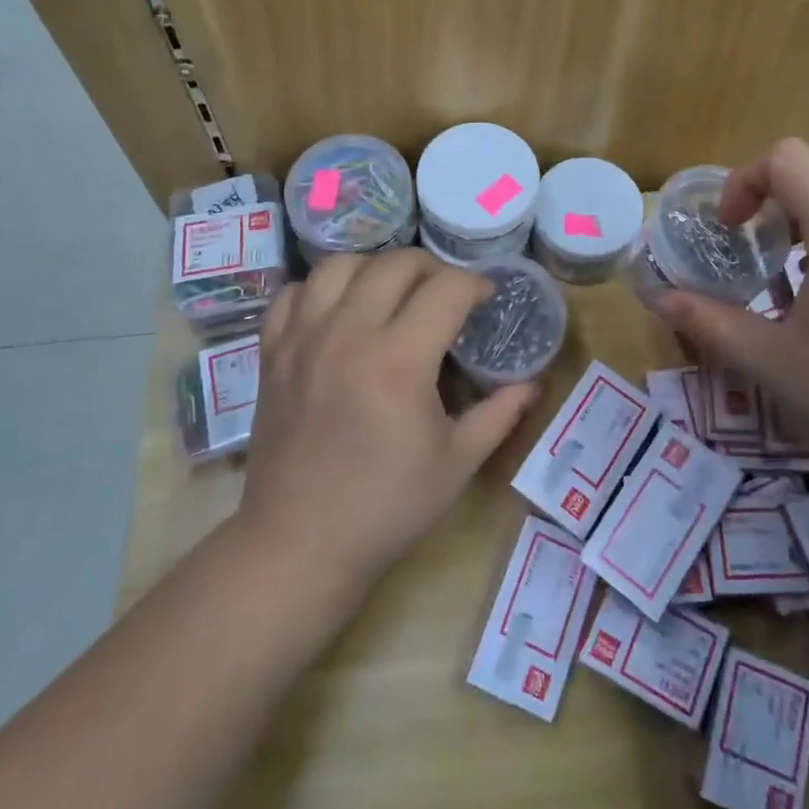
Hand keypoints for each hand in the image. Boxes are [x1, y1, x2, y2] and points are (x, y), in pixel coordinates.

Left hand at [236, 250, 539, 583]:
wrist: (299, 545)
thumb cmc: (387, 507)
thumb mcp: (458, 462)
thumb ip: (500, 413)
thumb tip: (534, 383)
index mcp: (400, 361)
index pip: (447, 288)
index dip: (475, 284)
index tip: (485, 298)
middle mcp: (349, 334)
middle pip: (396, 263)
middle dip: (432, 268)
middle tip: (445, 294)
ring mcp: (304, 339)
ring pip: (341, 265)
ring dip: (376, 268)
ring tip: (392, 294)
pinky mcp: (273, 353)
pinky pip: (294, 292)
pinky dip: (321, 289)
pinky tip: (339, 311)